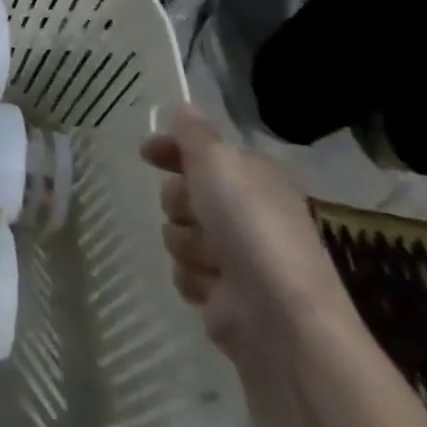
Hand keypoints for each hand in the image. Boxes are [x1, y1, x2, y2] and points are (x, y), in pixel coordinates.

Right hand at [142, 107, 353, 367]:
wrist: (279, 318)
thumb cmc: (250, 227)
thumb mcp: (217, 162)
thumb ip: (194, 133)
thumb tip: (185, 107)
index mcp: (255, 178)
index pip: (206, 152)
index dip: (173, 149)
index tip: (146, 153)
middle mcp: (249, 214)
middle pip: (186, 193)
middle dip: (178, 201)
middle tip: (190, 211)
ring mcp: (238, 258)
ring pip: (180, 234)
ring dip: (185, 242)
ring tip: (207, 259)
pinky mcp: (225, 297)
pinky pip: (185, 273)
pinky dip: (192, 277)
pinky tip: (208, 286)